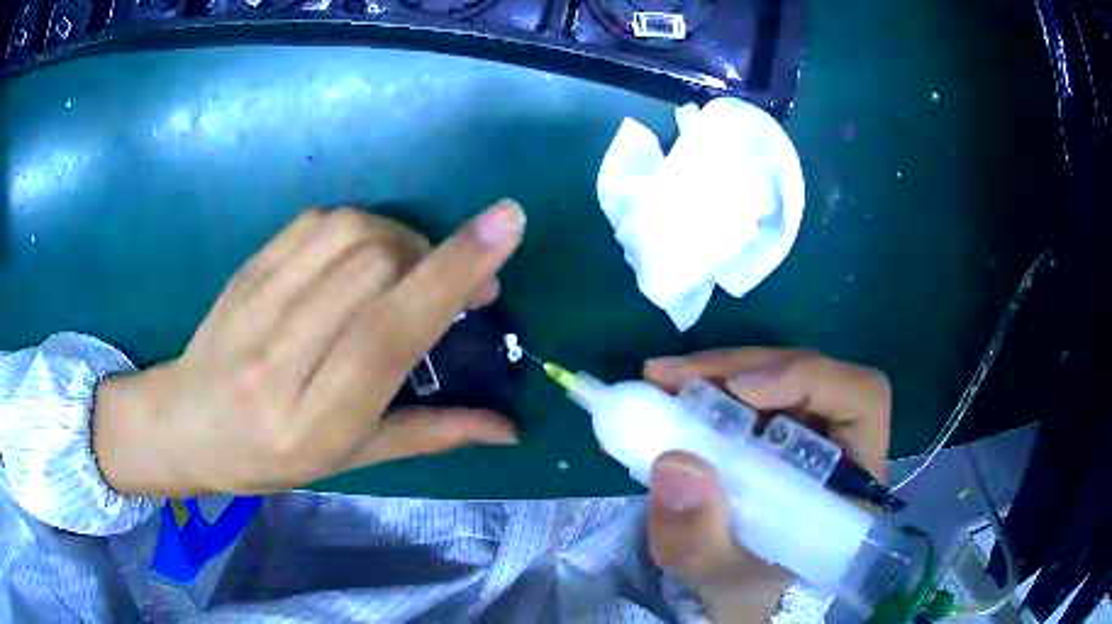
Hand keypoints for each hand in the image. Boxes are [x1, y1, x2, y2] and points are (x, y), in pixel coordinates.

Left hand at [93, 201, 525, 495]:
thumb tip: (509, 428)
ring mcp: (256, 304)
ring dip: (401, 239)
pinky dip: (359, 226)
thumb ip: (430, 435)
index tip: (506, 224)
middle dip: (433, 260)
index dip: (450, 274)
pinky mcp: (246, 268)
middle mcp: (281, 356)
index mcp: (315, 418)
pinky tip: (364, 256)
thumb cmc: (270, 458)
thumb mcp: (350, 460)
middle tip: (459, 286)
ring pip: (348, 233)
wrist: (186, 425)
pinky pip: (316, 222)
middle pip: (373, 268)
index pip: (388, 333)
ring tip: (411, 270)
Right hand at [641, 349, 891, 622]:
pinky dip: (711, 386)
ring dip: (719, 372)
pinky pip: (751, 392)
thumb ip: (701, 540)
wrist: (746, 597)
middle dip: (742, 368)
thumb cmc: (753, 593)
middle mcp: (840, 441)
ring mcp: (808, 431)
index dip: (810, 379)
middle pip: (811, 374)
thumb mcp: (722, 579)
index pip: (861, 399)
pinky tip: (674, 392)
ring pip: (777, 374)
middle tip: (673, 377)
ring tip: (662, 380)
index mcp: (855, 478)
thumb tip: (674, 462)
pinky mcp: (777, 430)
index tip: (741, 391)